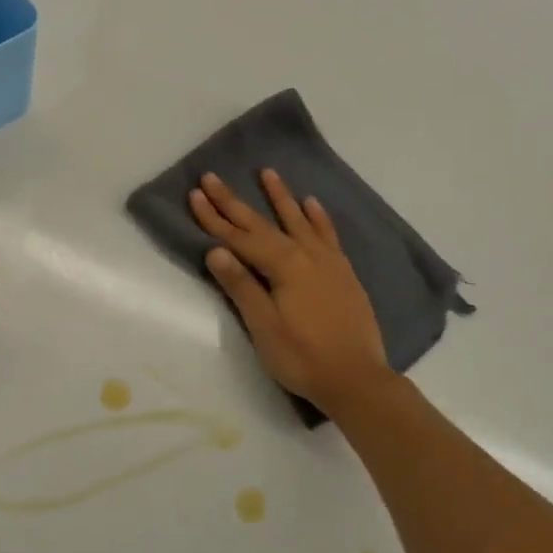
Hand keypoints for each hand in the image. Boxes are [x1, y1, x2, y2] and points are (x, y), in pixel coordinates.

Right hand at [191, 169, 393, 410]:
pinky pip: (328, 235)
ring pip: (298, 221)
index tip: (195, 194)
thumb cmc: (302, 357)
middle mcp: (305, 255)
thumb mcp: (264, 326)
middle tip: (212, 177)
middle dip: (234, 202)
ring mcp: (327, 262)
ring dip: (280, 197)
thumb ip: (241, 285)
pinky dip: (318, 218)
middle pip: (262, 224)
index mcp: (282, 266)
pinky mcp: (343, 273)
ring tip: (267, 173)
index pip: (239, 237)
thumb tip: (216, 250)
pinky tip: (311, 203)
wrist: (357, 379)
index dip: (214, 217)